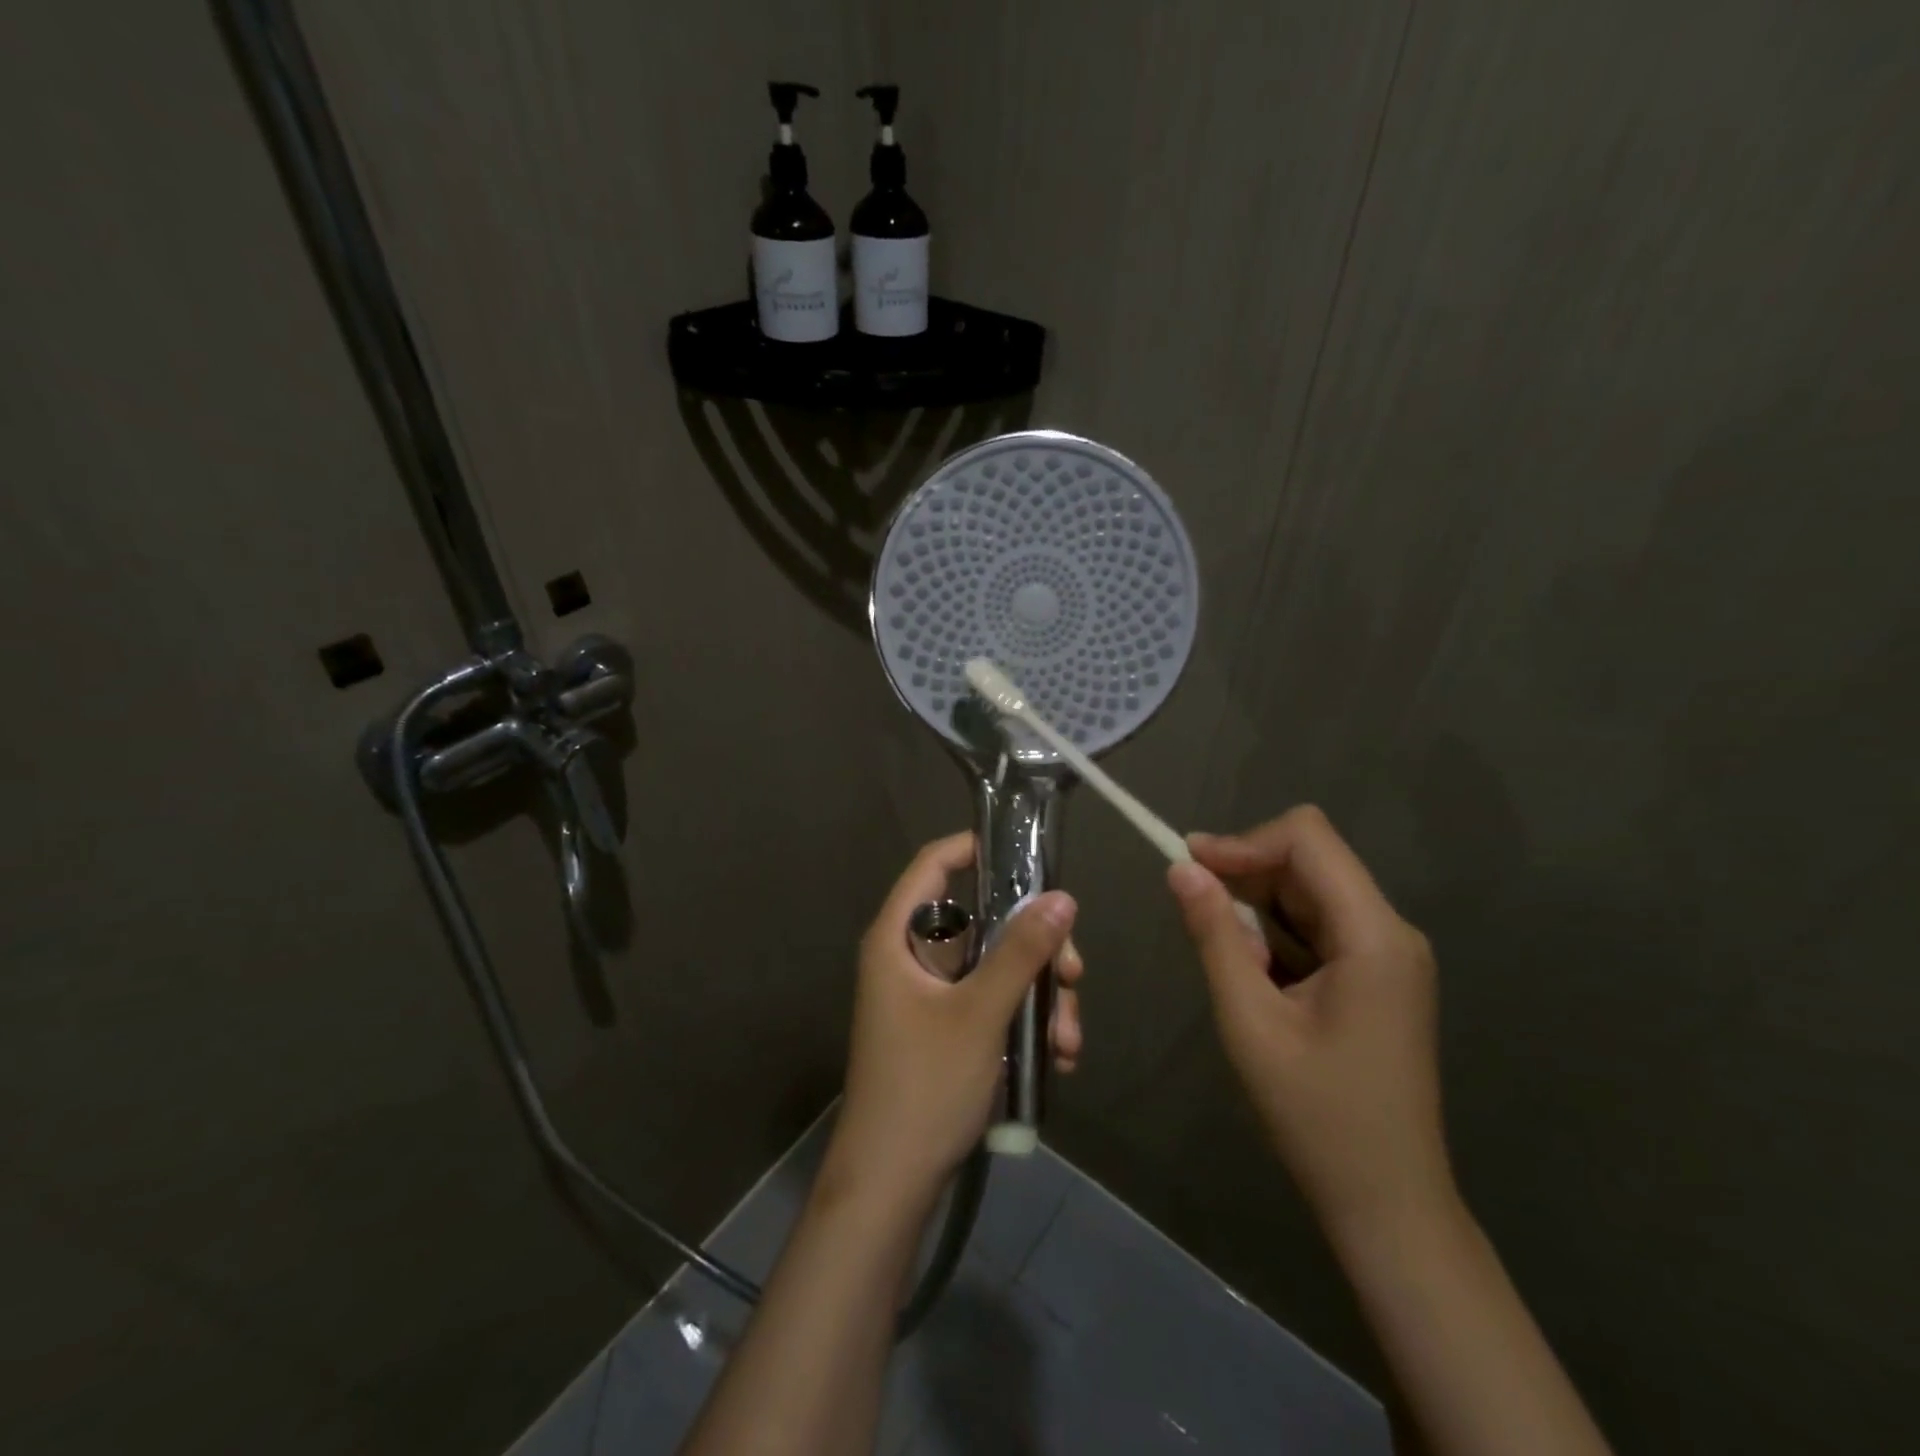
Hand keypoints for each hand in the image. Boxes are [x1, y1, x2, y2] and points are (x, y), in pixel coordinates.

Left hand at [830, 832, 1078, 1202]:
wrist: (891, 1184)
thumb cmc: (925, 1085)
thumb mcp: (980, 1013)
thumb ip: (1021, 952)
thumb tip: (1063, 898)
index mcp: (898, 937)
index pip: (933, 865)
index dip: (974, 847)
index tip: (1027, 854)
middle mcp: (911, 958)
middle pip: (981, 922)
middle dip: (1035, 947)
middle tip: (1075, 974)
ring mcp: (930, 997)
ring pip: (996, 968)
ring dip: (1039, 995)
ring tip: (1069, 1039)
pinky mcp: (946, 1031)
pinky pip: (993, 1004)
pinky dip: (1025, 1021)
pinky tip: (1058, 1057)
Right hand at [1167, 806, 1451, 1245]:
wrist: (1387, 1203)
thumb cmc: (1316, 1115)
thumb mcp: (1249, 1021)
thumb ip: (1214, 936)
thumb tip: (1182, 868)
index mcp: (1373, 935)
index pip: (1307, 838)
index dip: (1244, 841)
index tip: (1190, 867)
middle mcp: (1390, 931)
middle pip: (1308, 861)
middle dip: (1246, 876)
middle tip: (1196, 916)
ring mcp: (1388, 954)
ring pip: (1309, 891)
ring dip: (1258, 910)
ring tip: (1234, 964)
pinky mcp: (1378, 975)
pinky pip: (1318, 926)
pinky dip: (1277, 936)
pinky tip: (1259, 979)